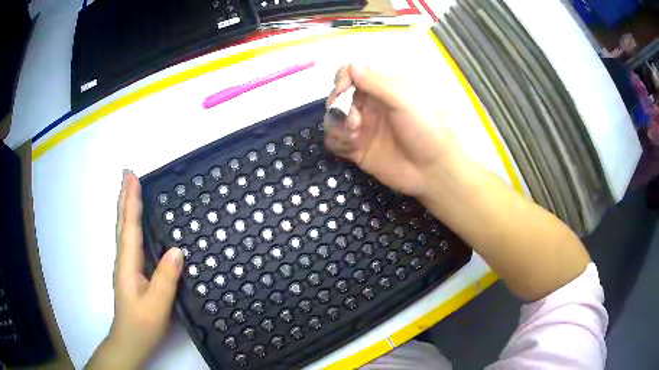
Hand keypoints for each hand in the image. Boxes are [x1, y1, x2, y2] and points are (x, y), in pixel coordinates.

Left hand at [87, 171, 183, 369]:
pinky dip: (131, 224)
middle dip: (125, 196)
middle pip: (123, 223)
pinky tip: (136, 224)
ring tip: (131, 190)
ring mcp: (126, 266)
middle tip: (128, 173)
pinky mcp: (132, 273)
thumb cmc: (142, 324)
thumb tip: (176, 250)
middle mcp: (124, 260)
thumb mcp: (157, 305)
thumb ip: (166, 278)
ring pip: (124, 230)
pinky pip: (131, 241)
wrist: (130, 341)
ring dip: (126, 207)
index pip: (129, 226)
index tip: (133, 176)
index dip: (131, 200)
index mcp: (128, 264)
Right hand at [325, 64, 463, 198]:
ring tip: (354, 135)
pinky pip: (335, 141)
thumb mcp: (405, 100)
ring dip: (337, 124)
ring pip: (333, 118)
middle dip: (338, 104)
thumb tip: (352, 66)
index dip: (343, 78)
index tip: (343, 89)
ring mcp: (363, 127)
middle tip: (354, 119)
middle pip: (339, 96)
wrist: (434, 170)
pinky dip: (337, 141)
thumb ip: (377, 83)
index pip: (353, 74)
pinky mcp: (358, 149)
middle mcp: (370, 105)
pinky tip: (351, 147)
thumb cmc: (426, 130)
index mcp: (383, 89)